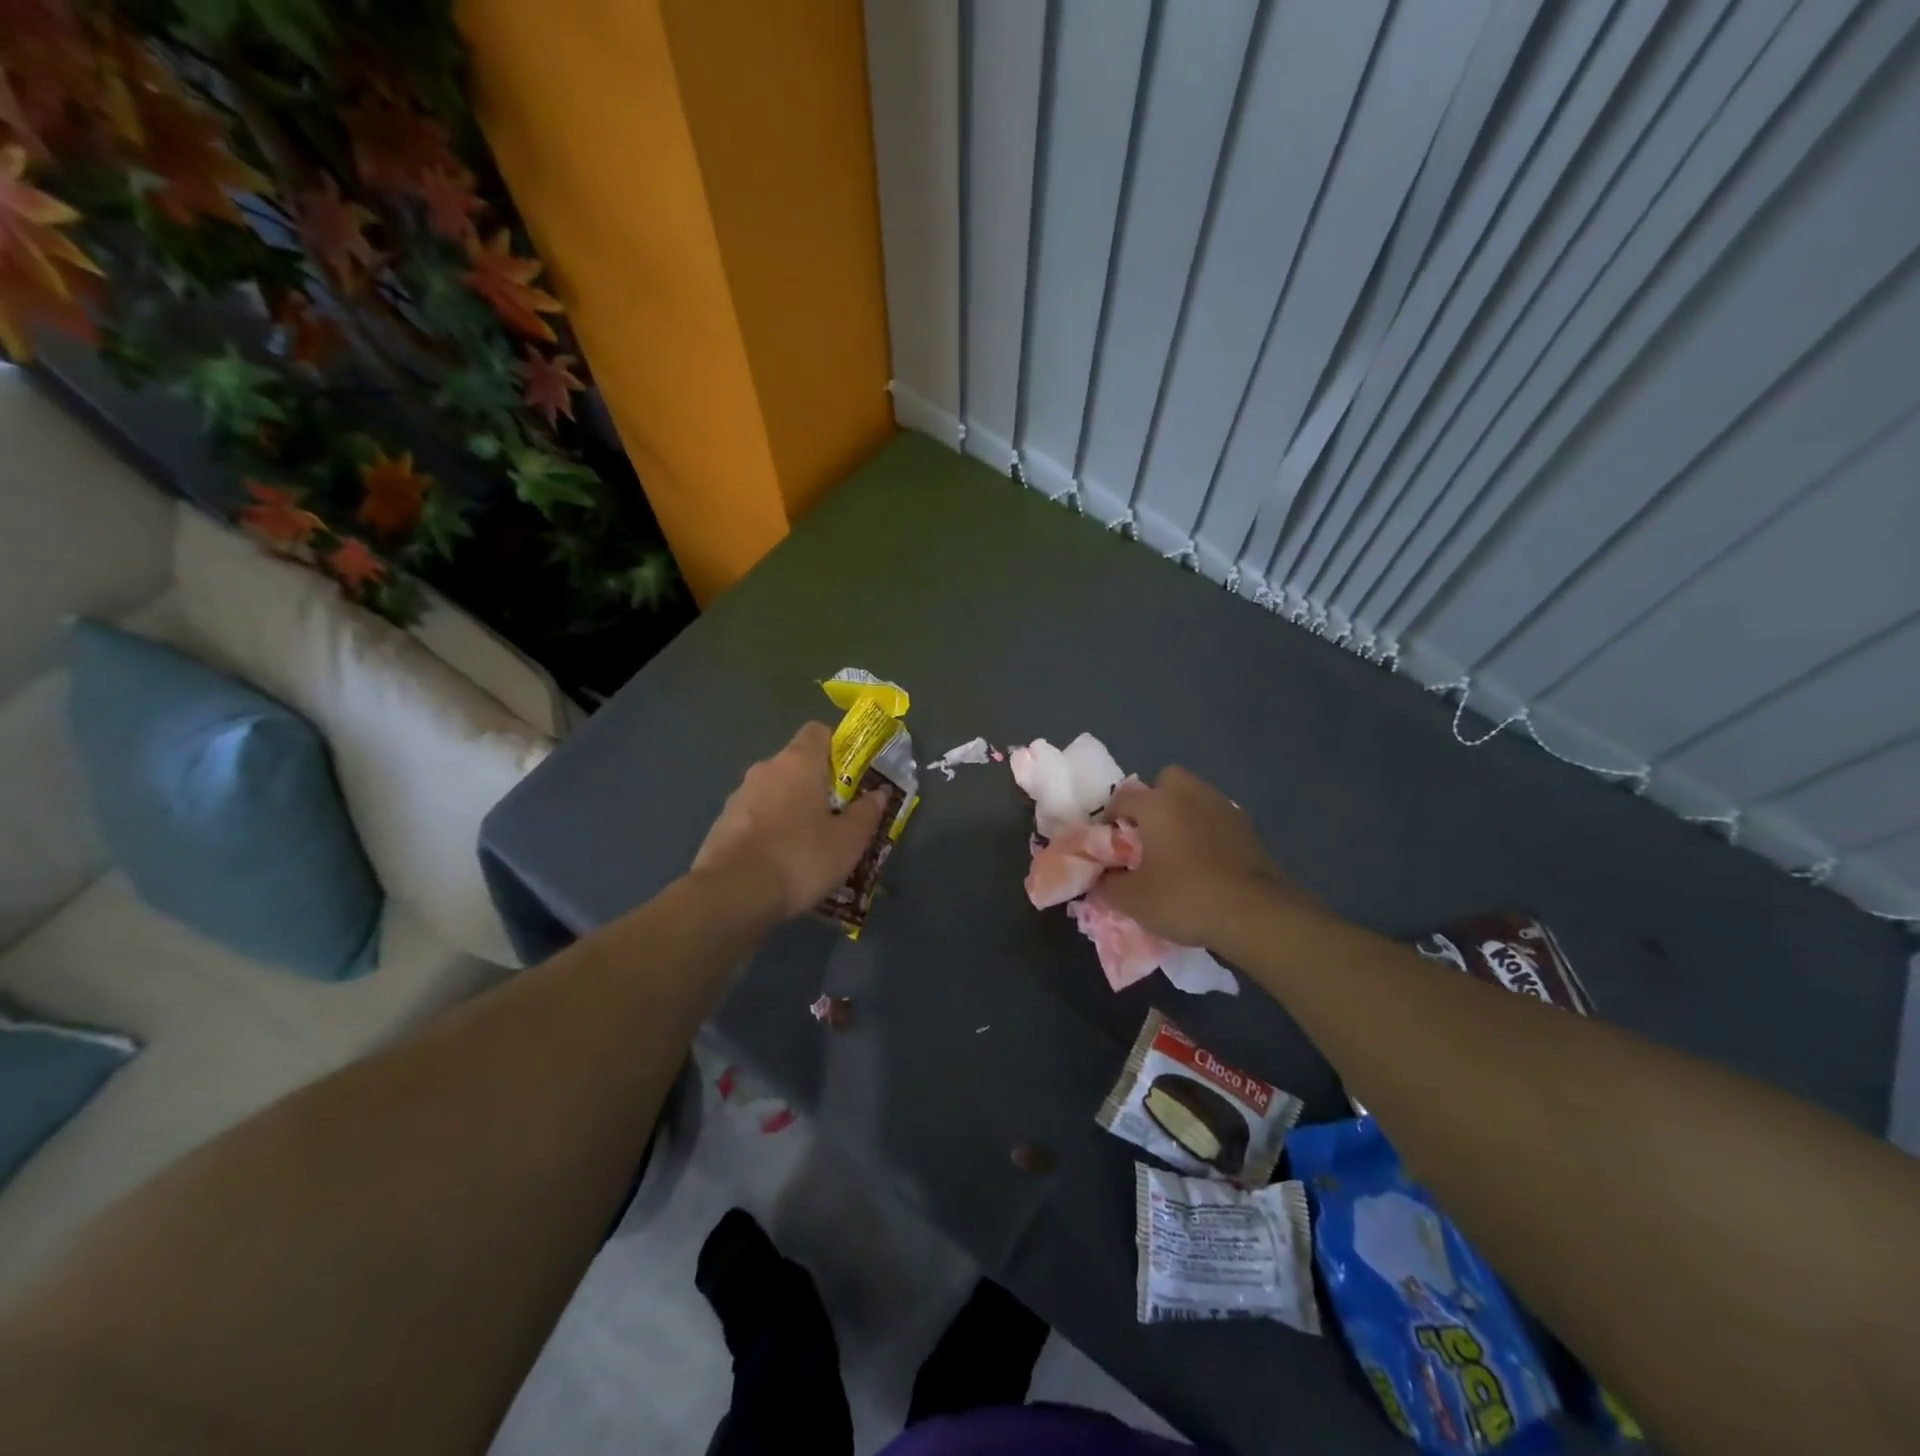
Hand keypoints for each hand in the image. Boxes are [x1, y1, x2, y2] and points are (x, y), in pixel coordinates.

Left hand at [692, 723, 887, 919]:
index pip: (818, 731)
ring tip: (808, 845)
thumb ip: (867, 812)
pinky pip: (755, 817)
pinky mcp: (722, 823)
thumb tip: (879, 793)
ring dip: (791, 809)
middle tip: (837, 816)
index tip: (850, 775)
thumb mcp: (849, 840)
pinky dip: (769, 829)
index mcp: (799, 761)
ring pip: (774, 792)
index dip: (837, 747)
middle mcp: (766, 768)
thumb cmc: (801, 857)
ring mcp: (739, 795)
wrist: (733, 893)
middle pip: (797, 764)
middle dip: (817, 785)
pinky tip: (780, 861)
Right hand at [1094, 767, 1301, 948]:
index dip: (1109, 819)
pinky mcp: (1248, 829)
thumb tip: (1101, 878)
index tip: (1108, 844)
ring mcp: (1223, 809)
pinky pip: (1216, 819)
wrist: (1254, 914)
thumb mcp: (1132, 899)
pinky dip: (1206, 831)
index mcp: (1157, 804)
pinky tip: (1204, 861)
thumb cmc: (1183, 897)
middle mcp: (1190, 795)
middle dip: (1153, 800)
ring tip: (1176, 849)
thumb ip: (1108, 885)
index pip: (1122, 798)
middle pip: (1166, 780)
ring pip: (1195, 797)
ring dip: (1182, 814)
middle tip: (1146, 834)